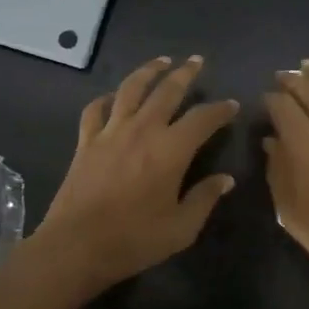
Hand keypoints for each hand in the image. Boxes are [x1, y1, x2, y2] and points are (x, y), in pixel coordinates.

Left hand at [30, 55, 238, 292]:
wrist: (76, 246)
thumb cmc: (134, 240)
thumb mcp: (181, 228)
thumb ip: (204, 199)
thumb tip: (225, 179)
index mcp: (171, 150)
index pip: (202, 119)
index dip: (220, 109)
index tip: (231, 106)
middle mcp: (142, 130)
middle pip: (167, 91)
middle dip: (185, 74)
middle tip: (196, 61)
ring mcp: (110, 133)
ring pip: (130, 89)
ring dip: (148, 71)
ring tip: (161, 61)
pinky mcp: (86, 142)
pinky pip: (95, 110)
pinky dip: (106, 98)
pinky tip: (112, 97)